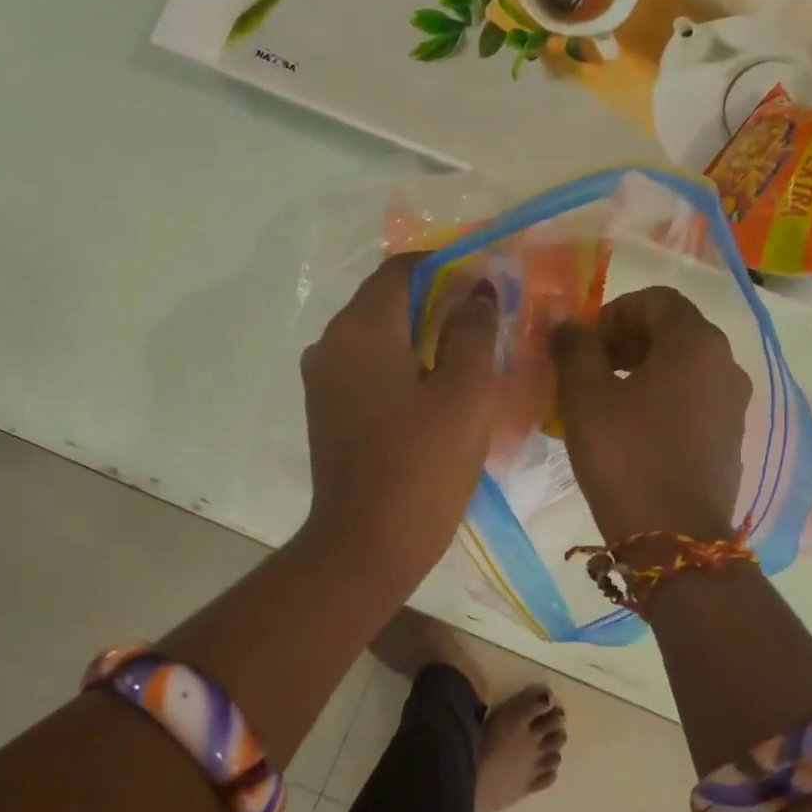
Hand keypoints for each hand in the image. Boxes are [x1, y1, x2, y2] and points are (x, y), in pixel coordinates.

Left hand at [298, 253, 500, 592]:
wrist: (366, 545)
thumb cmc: (422, 464)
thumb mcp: (465, 392)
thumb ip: (472, 330)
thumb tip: (476, 289)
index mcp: (361, 328)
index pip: (402, 269)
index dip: (448, 267)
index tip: (487, 285)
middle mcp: (331, 343)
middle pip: (387, 301)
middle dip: (438, 303)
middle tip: (487, 324)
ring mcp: (323, 380)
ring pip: (378, 337)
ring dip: (421, 337)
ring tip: (469, 358)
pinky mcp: (327, 411)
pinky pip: (367, 369)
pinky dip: (401, 367)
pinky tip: (436, 392)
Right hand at [552, 286, 750, 544]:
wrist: (674, 538)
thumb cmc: (626, 457)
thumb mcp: (586, 397)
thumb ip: (575, 348)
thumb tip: (566, 319)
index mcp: (695, 342)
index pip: (655, 300)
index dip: (613, 313)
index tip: (584, 345)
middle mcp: (725, 363)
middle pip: (673, 330)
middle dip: (626, 340)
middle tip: (588, 370)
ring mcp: (733, 403)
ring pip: (684, 366)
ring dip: (643, 370)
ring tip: (605, 402)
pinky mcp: (730, 437)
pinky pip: (694, 398)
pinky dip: (662, 398)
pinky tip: (632, 430)